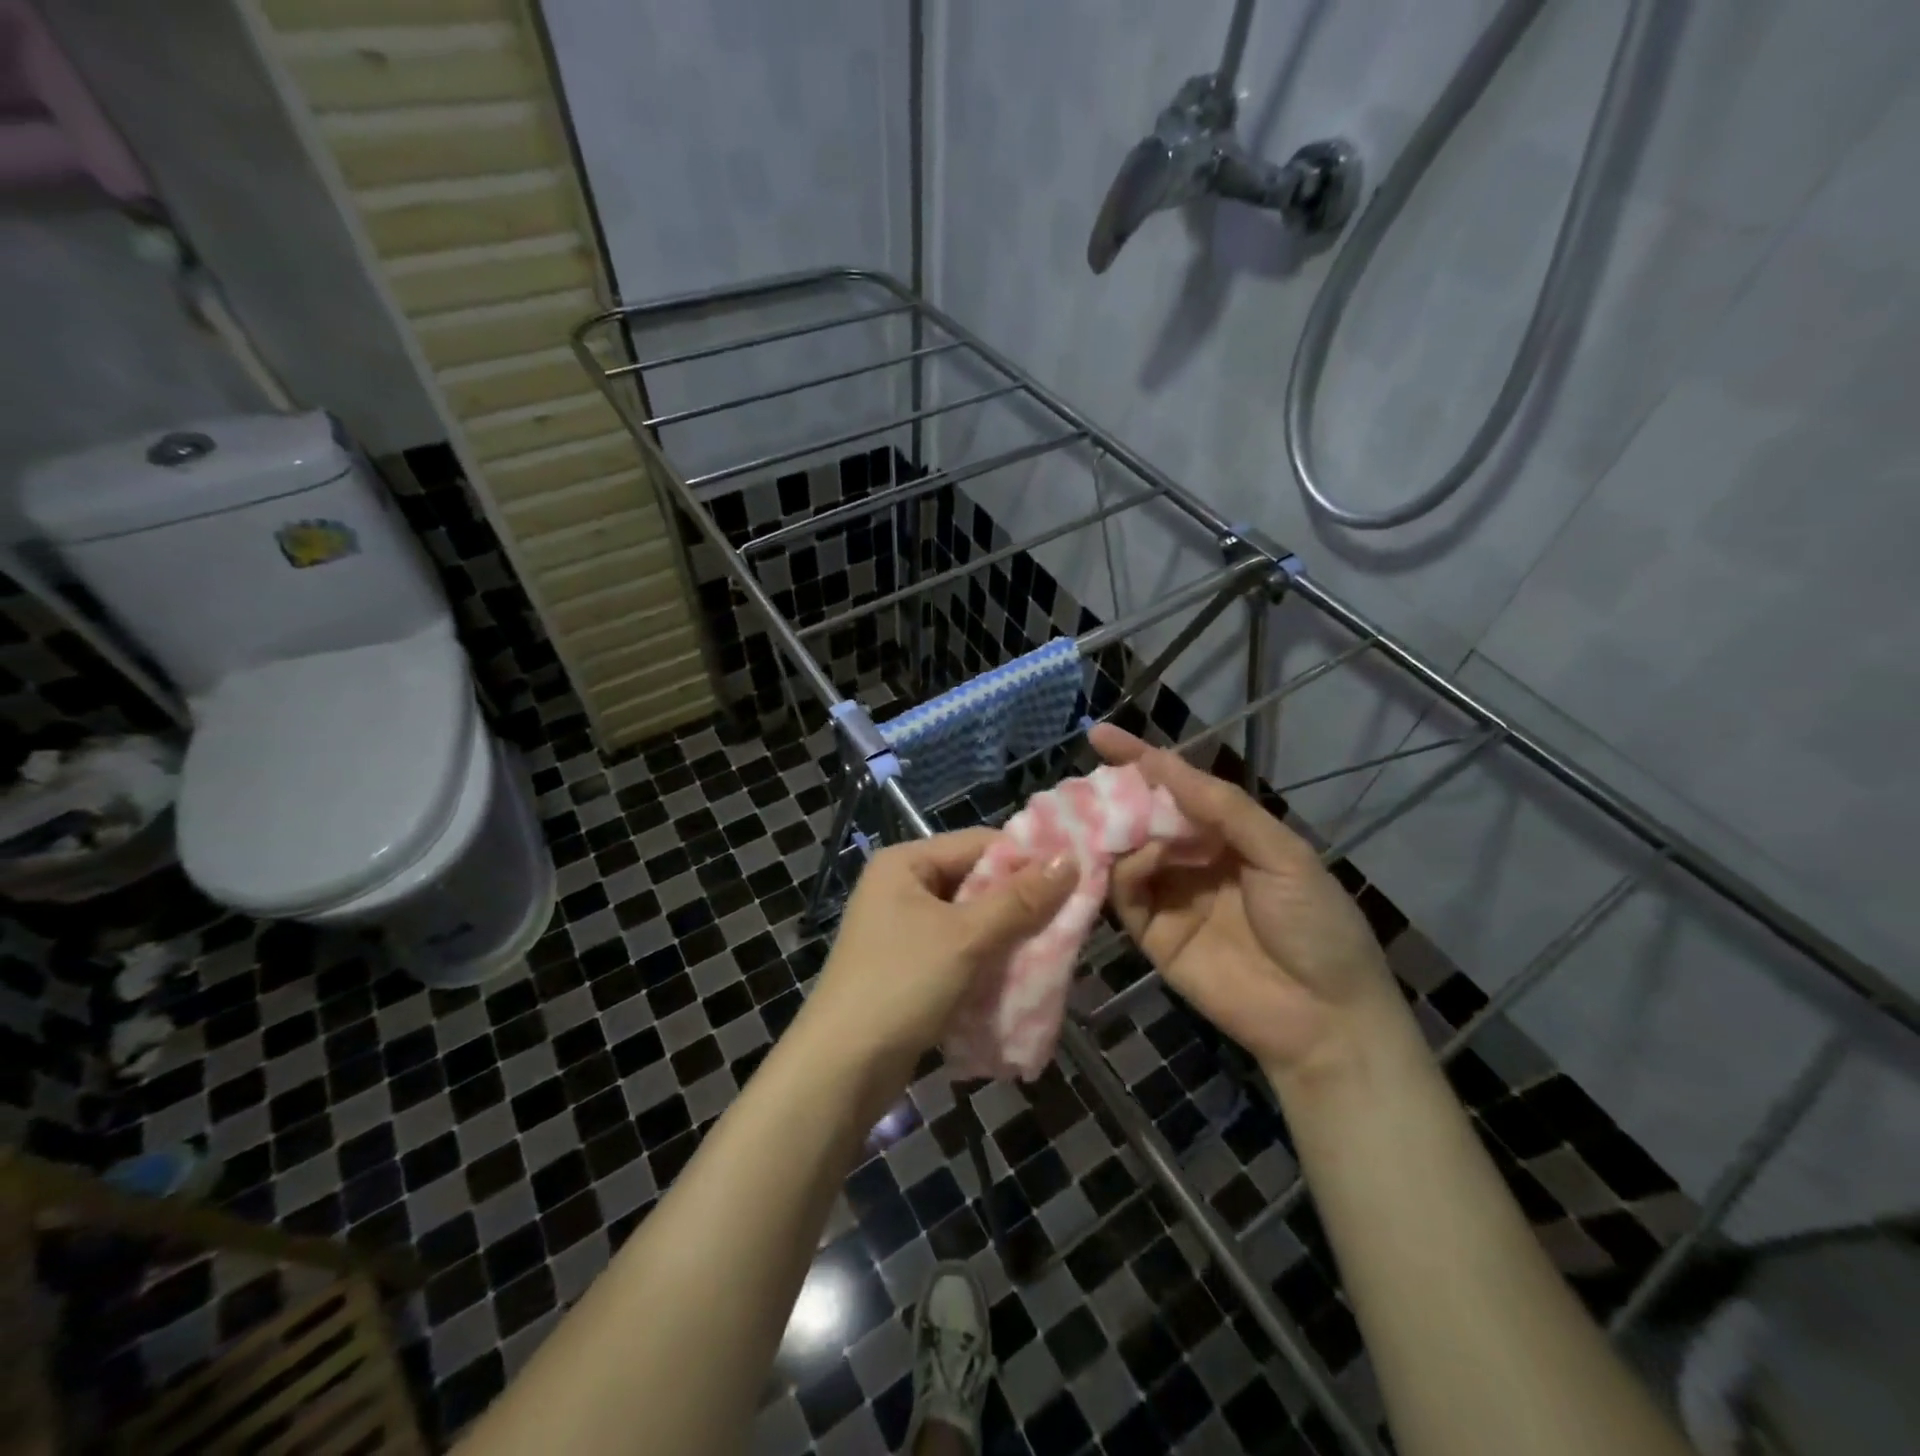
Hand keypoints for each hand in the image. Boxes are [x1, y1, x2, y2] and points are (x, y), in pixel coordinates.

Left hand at [799, 830, 1074, 1100]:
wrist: (841, 1069)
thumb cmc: (902, 985)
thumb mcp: (965, 937)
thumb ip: (1019, 899)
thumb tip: (1070, 859)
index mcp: (906, 863)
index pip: (979, 844)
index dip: (1027, 860)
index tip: (1073, 881)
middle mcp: (901, 887)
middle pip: (976, 881)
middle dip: (1020, 902)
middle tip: (1069, 920)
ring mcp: (902, 928)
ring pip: (971, 919)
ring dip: (1007, 935)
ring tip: (1051, 950)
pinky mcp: (908, 966)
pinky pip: (959, 950)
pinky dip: (987, 960)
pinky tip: (1017, 975)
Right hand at [1090, 725, 1403, 1086]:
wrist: (1324, 1017)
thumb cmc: (1315, 924)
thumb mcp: (1282, 853)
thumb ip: (1223, 808)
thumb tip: (1161, 763)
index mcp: (1229, 834)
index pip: (1178, 787)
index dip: (1141, 760)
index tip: (1100, 735)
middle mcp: (1194, 859)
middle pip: (1145, 816)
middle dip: (1117, 794)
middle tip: (1089, 780)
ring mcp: (1171, 896)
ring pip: (1127, 852)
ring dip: (1118, 829)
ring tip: (1110, 816)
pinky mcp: (1152, 934)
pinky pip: (1126, 893)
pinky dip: (1126, 869)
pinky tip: (1140, 858)